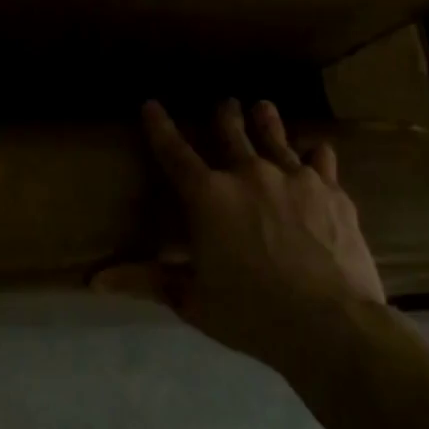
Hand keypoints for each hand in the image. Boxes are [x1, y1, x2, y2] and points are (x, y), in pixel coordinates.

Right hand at [121, 98, 386, 372]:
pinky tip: (317, 150)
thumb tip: (95, 280)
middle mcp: (248, 175)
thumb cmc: (251, 312)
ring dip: (266, 122)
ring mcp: (295, 180)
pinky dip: (315, 154)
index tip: (151, 104)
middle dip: (224, 115)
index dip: (159, 126)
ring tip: (263, 107)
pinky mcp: (333, 193)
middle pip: (231, 134)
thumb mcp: (191, 299)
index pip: (173, 152)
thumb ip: (146, 280)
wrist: (333, 325)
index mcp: (207, 196)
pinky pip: (321, 162)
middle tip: (224, 102)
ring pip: (276, 138)